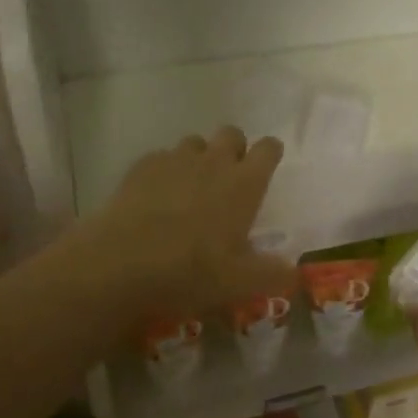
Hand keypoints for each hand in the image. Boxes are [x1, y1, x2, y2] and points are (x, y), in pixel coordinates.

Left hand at [76, 127, 293, 323]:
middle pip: (232, 134)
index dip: (270, 153)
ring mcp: (174, 160)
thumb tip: (295, 274)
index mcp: (245, 183)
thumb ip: (273, 275)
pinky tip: (157, 195)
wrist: (121, 263)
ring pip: (195, 142)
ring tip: (192, 186)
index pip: (268, 149)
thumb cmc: (192, 270)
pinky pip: (161, 157)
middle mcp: (214, 161)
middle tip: (230, 177)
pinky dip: (165, 169)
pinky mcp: (141, 167)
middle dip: (235, 148)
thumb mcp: (241, 283)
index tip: (269, 164)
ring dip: (200, 157)